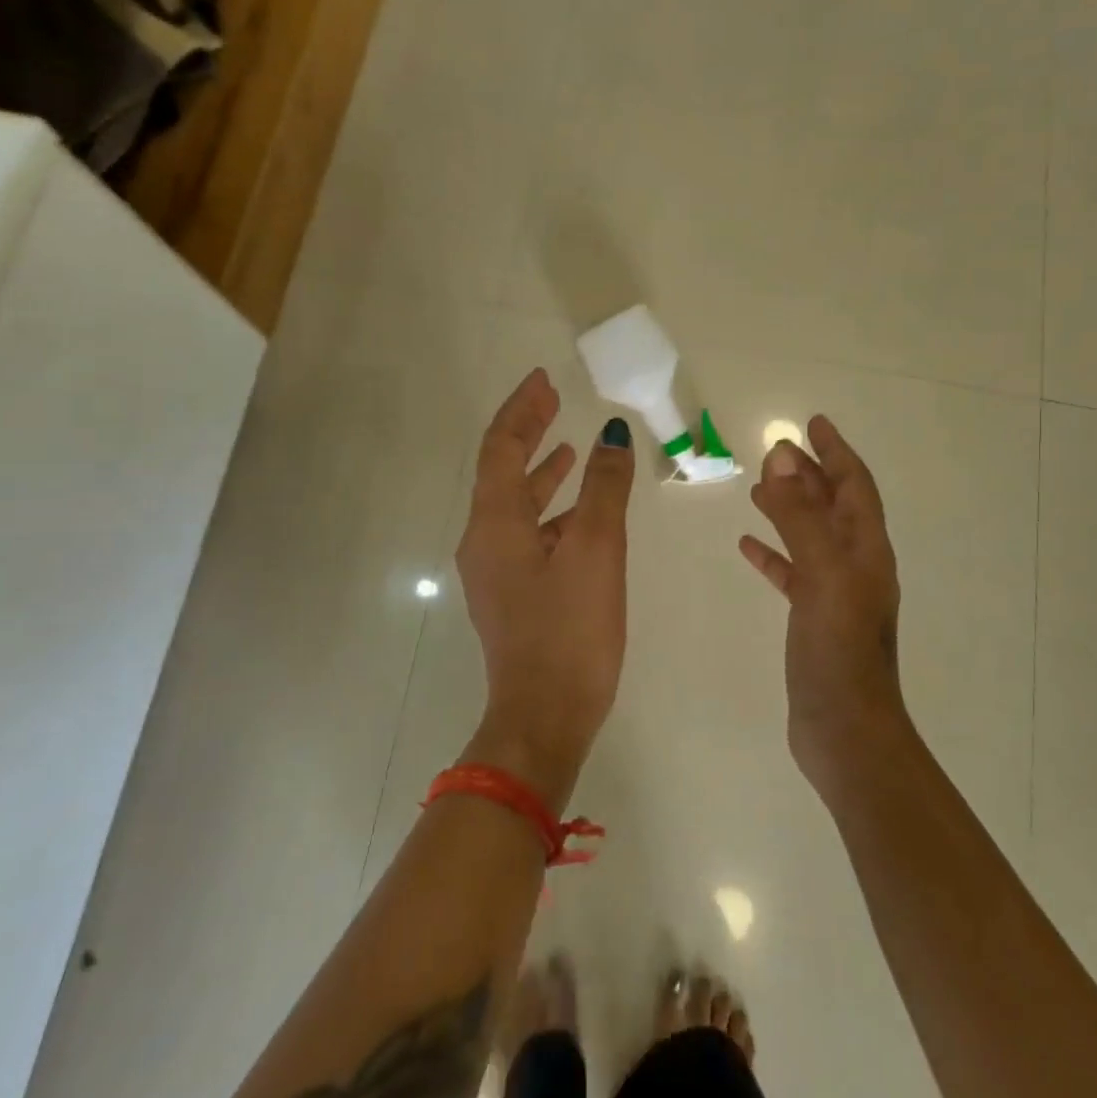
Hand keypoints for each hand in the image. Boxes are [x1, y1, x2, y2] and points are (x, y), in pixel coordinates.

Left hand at [455, 369, 635, 809]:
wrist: (544, 717)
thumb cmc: (570, 630)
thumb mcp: (596, 550)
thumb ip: (604, 488)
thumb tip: (612, 435)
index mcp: (494, 523)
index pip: (500, 447)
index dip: (522, 409)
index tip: (544, 380)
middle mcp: (484, 540)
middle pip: (501, 470)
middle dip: (528, 432)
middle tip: (553, 400)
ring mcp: (494, 570)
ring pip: (514, 503)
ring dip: (540, 471)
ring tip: (570, 448)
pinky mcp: (512, 594)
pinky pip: (526, 532)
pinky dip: (550, 509)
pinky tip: (579, 514)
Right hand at [740, 415, 905, 791]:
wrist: (845, 731)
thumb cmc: (838, 649)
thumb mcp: (821, 573)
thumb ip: (801, 515)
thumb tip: (783, 457)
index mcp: (866, 549)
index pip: (854, 485)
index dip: (836, 451)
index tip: (814, 423)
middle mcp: (855, 565)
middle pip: (833, 506)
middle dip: (809, 475)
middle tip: (777, 452)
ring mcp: (834, 593)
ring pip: (810, 536)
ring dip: (788, 509)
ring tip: (758, 490)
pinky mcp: (813, 619)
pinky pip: (792, 572)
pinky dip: (773, 553)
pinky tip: (747, 546)